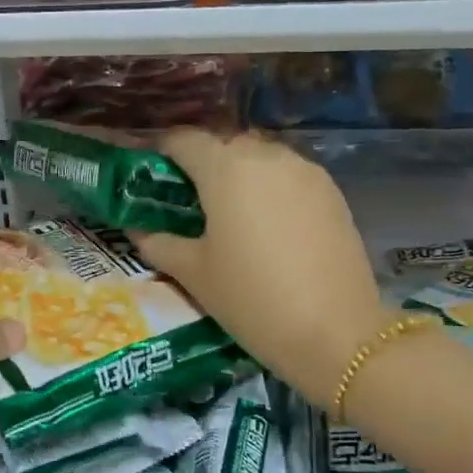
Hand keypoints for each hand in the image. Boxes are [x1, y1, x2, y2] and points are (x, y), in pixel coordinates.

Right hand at [130, 130, 386, 408]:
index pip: (182, 139)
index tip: (148, 175)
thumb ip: (158, 243)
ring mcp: (304, 170)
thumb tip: (135, 229)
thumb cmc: (251, 298)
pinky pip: (288, 175)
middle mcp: (265, 155)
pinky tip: (265, 223)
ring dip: (237, 173)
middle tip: (185, 200)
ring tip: (226, 212)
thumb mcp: (194, 273)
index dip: (160, 151)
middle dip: (200, 163)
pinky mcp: (331, 190)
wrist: (336, 332)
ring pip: (259, 157)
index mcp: (225, 168)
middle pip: (222, 144)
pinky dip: (269, 187)